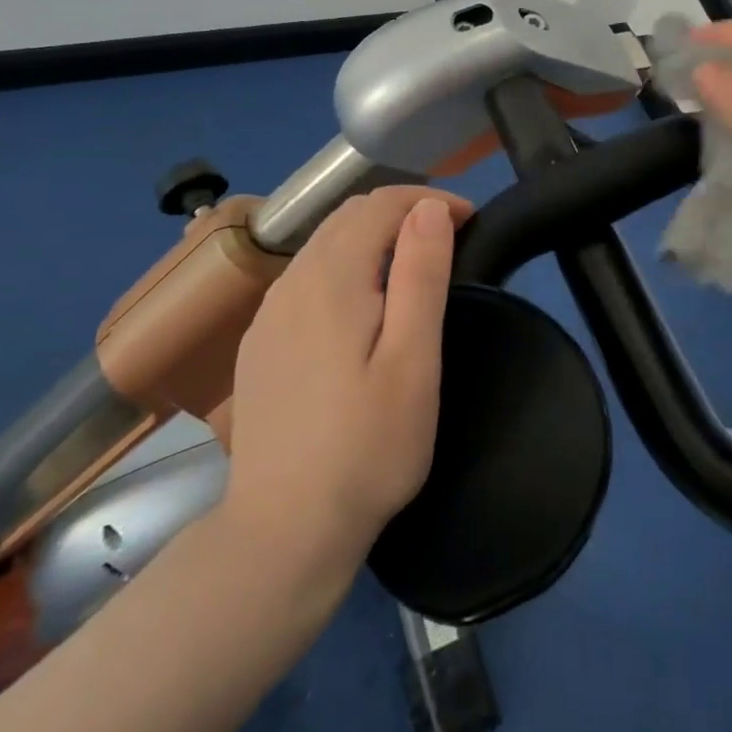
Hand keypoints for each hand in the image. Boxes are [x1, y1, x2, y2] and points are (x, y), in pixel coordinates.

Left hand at [220, 185, 472, 574]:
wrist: (283, 532)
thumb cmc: (367, 447)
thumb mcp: (414, 361)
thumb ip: (422, 275)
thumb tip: (430, 208)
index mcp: (332, 277)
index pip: (381, 204)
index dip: (430, 200)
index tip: (471, 221)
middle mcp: (292, 281)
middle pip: (349, 216)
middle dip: (403, 212)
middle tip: (449, 239)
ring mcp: (269, 312)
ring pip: (324, 244)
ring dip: (373, 237)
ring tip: (414, 266)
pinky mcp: (260, 342)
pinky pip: (305, 278)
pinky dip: (344, 267)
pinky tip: (362, 306)